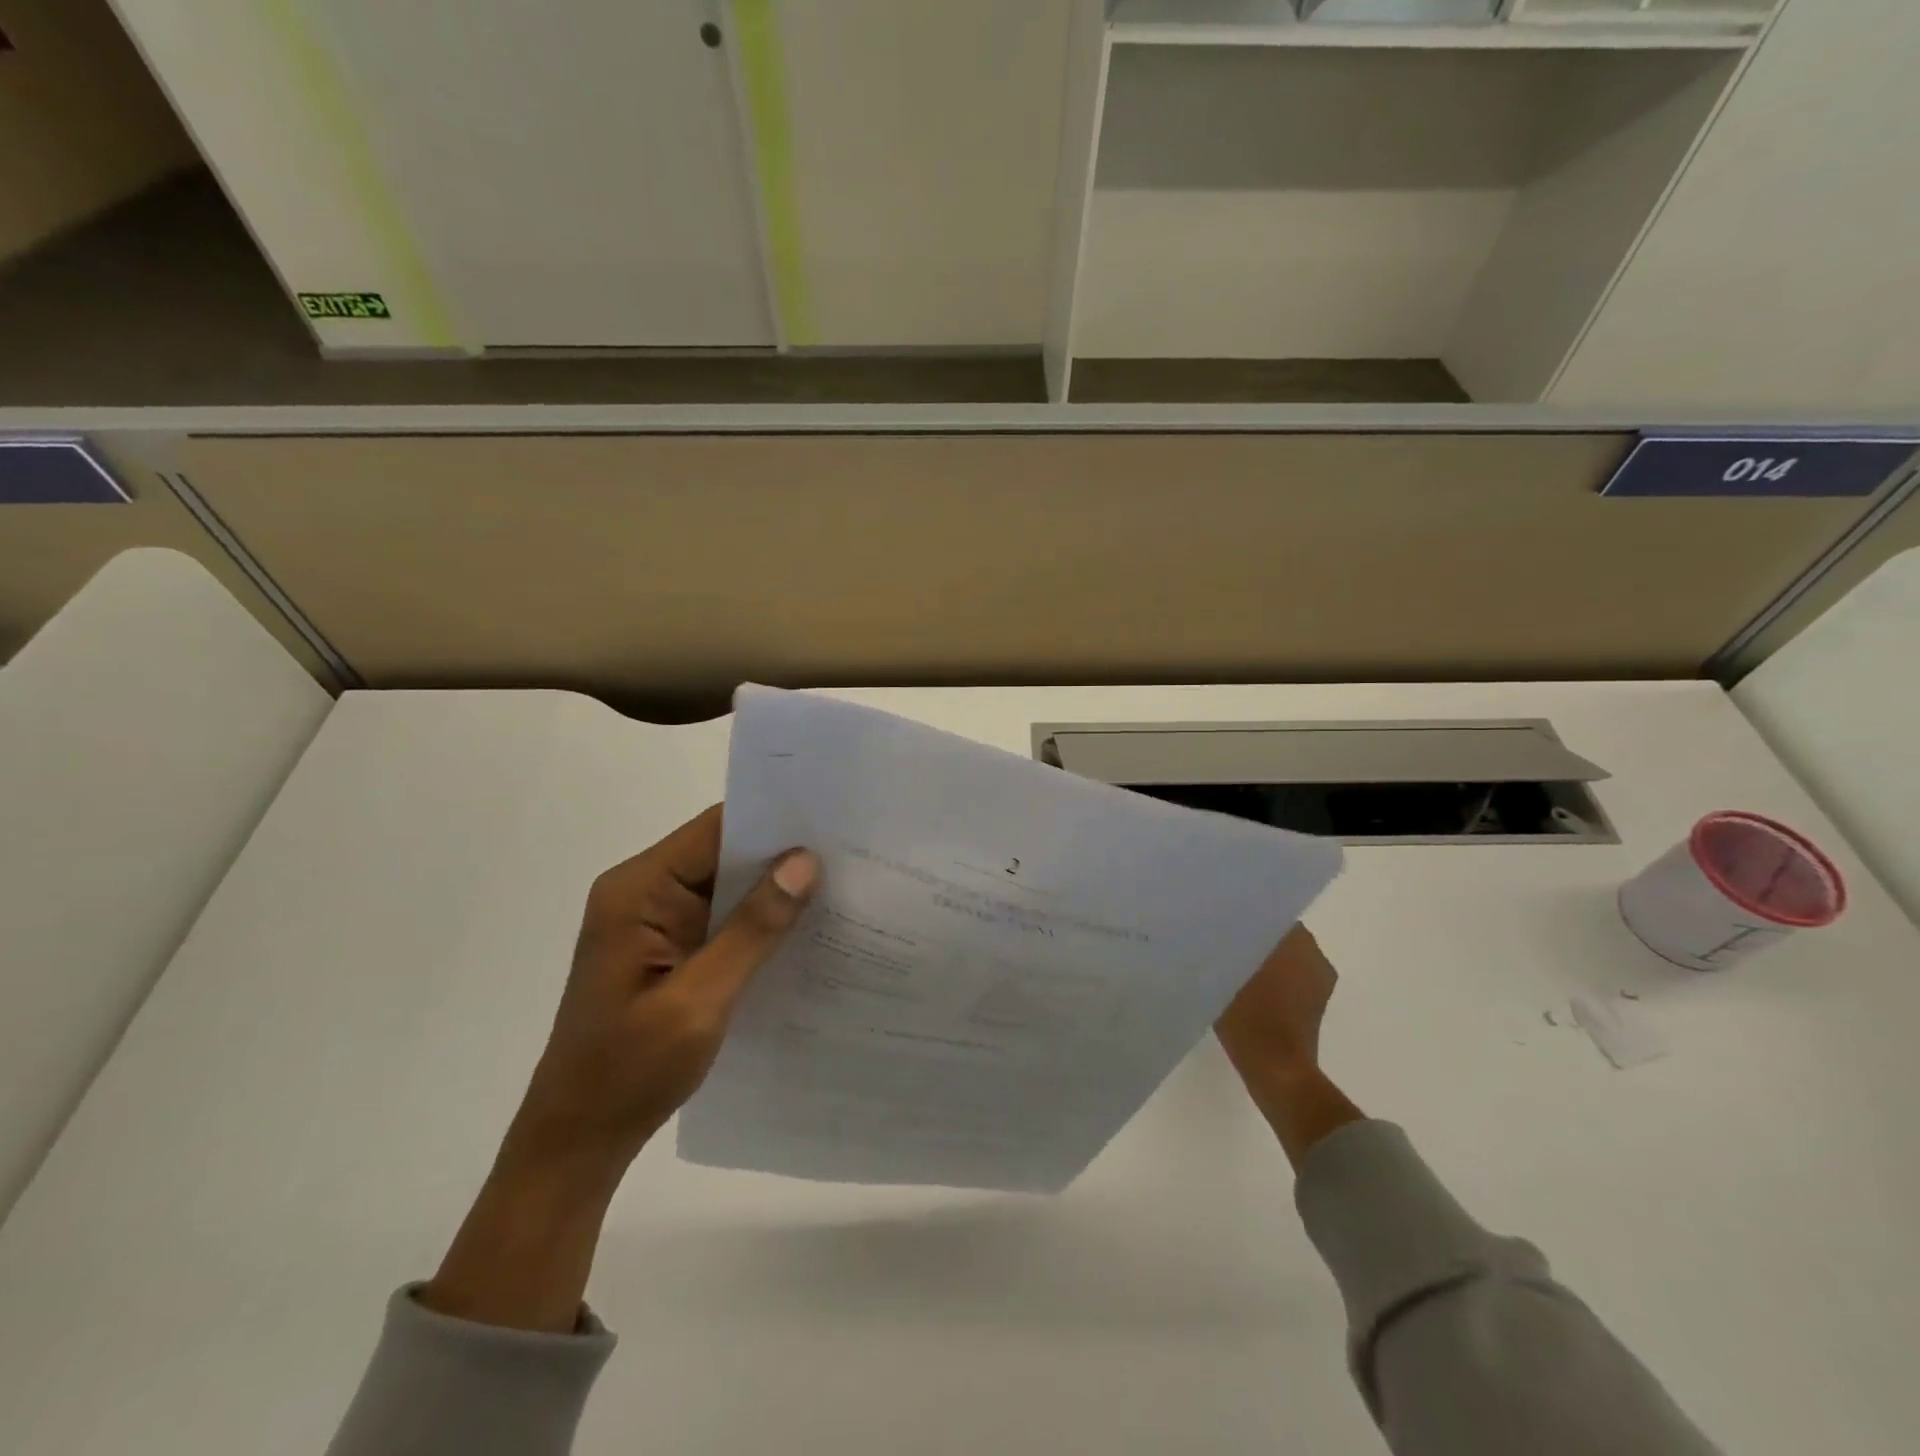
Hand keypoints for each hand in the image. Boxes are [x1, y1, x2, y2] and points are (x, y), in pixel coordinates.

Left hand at [422, 805, 818, 1331]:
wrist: (578, 1141)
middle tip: (851, 855)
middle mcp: (644, 892)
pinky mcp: (669, 946)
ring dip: (774, 888)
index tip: (833, 822)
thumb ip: (753, 929)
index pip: (715, 831)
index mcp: (637, 891)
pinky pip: (723, 916)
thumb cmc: (629, 1072)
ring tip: (842, 885)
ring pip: (728, 884)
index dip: (773, 821)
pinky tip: (805, 928)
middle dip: (782, 854)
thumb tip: (804, 861)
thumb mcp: (699, 1001)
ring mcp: (655, 920)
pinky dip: (760, 919)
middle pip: (723, 852)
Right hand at [1215, 923, 1336, 1082]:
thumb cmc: (1251, 1017)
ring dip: (1262, 961)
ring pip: (1285, 959)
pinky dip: (1271, 982)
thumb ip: (1221, 948)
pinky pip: (1290, 981)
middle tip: (1220, 944)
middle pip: (1279, 937)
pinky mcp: (1315, 1008)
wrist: (1277, 1072)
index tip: (1221, 922)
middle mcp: (1316, 957)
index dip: (1246, 916)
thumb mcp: (1224, 975)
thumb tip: (1213, 932)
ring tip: (1228, 968)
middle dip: (1254, 939)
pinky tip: (1243, 992)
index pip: (1271, 915)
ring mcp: (1319, 985)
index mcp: (1299, 943)